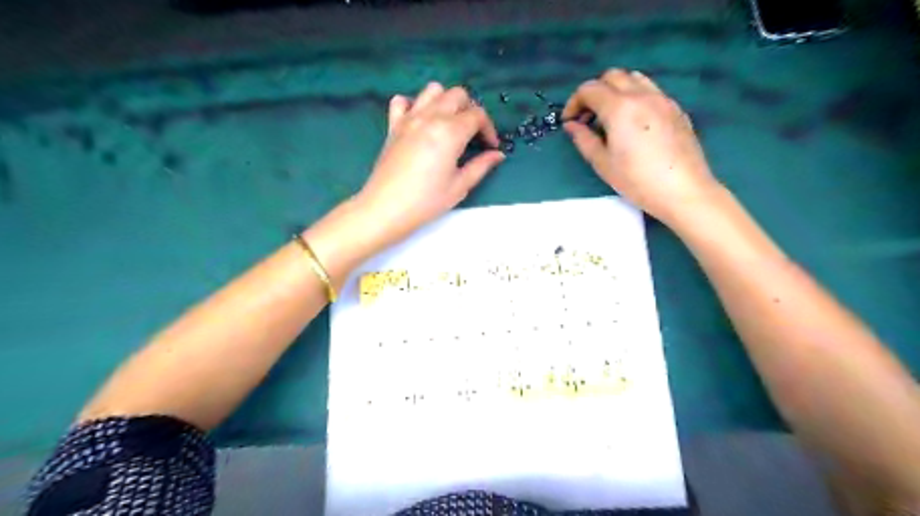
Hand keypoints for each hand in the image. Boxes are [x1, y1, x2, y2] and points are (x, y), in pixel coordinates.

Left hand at [354, 80, 506, 245]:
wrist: (386, 208)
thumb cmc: (426, 201)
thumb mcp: (460, 186)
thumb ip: (481, 166)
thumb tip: (497, 155)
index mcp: (450, 131)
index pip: (477, 115)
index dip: (489, 129)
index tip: (490, 147)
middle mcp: (431, 117)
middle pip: (458, 95)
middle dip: (471, 110)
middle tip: (473, 135)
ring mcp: (409, 118)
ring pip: (432, 90)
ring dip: (446, 101)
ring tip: (449, 124)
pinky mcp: (393, 125)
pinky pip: (402, 101)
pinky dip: (414, 105)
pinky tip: (420, 122)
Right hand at [561, 69, 717, 224]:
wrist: (683, 190)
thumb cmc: (637, 180)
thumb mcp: (603, 163)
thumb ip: (584, 139)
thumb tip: (571, 125)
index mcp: (620, 107)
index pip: (589, 89)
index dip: (573, 102)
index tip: (569, 122)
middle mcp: (641, 95)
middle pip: (612, 76)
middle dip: (594, 92)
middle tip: (587, 118)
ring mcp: (662, 99)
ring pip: (634, 78)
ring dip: (615, 90)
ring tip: (610, 117)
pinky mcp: (676, 109)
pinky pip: (650, 90)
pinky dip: (634, 97)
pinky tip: (633, 123)